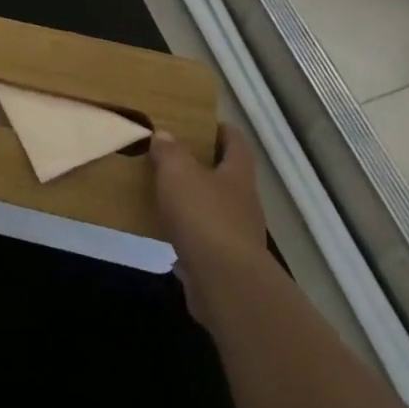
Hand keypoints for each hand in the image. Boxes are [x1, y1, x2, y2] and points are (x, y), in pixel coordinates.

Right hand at [151, 127, 269, 321]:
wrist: (225, 283)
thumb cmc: (204, 216)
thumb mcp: (179, 173)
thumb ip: (170, 152)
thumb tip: (164, 135)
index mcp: (237, 174)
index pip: (235, 142)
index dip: (221, 130)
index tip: (200, 123)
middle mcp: (244, 202)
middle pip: (227, 177)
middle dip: (204, 168)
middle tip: (173, 158)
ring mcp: (238, 237)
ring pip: (215, 211)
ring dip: (195, 204)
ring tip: (166, 197)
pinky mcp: (226, 266)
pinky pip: (205, 243)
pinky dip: (189, 238)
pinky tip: (167, 237)